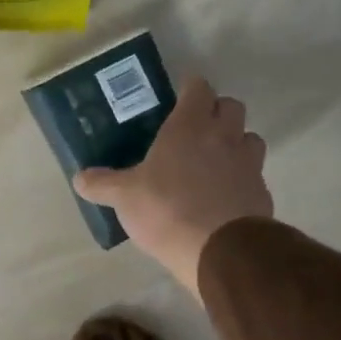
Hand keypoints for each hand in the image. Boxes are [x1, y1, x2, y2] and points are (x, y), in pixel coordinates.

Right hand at [73, 77, 271, 294]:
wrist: (220, 252)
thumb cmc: (167, 210)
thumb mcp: (124, 198)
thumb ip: (102, 184)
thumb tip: (79, 178)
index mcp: (189, 127)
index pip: (199, 88)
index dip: (190, 89)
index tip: (179, 97)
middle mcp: (223, 136)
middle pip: (231, 106)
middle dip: (217, 111)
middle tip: (196, 128)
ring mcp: (248, 164)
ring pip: (250, 137)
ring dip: (236, 142)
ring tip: (214, 160)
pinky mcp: (261, 192)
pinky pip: (255, 174)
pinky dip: (242, 177)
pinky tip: (224, 195)